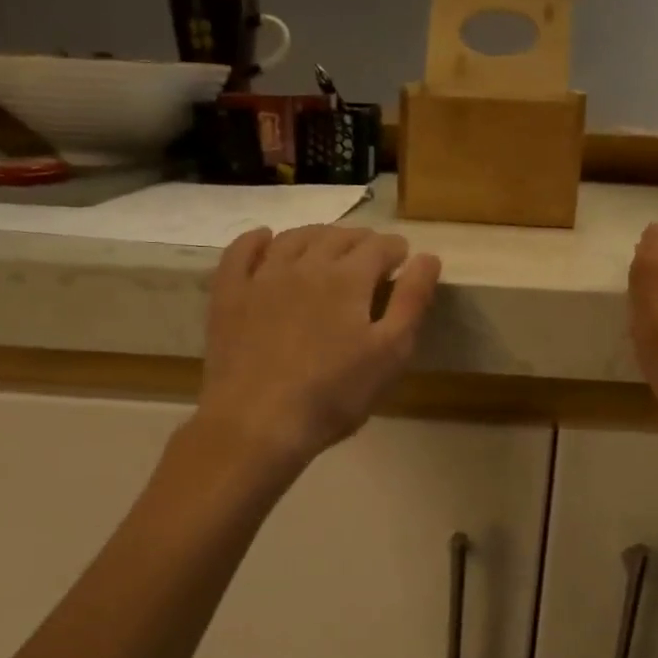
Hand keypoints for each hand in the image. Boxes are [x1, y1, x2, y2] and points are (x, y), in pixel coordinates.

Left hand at [196, 224, 440, 475]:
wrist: (258, 422)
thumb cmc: (334, 395)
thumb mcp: (390, 354)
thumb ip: (412, 302)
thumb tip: (428, 257)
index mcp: (349, 279)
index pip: (379, 247)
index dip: (396, 249)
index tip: (403, 258)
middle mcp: (306, 265)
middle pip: (338, 237)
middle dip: (360, 240)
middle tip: (371, 254)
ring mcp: (262, 277)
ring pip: (294, 238)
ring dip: (318, 235)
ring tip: (328, 245)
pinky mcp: (229, 295)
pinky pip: (241, 252)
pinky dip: (256, 240)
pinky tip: (266, 239)